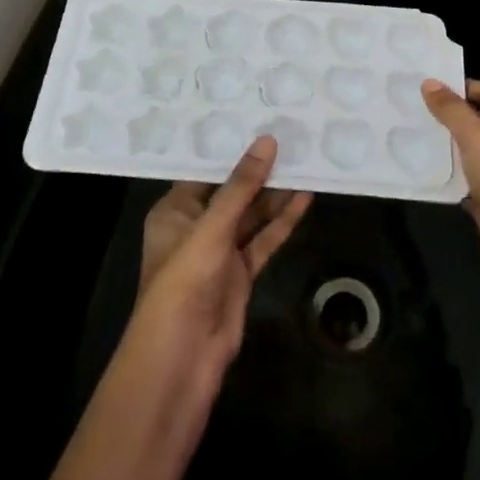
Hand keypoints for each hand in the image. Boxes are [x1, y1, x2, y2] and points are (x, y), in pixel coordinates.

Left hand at [130, 136, 311, 383]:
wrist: (182, 359)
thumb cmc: (184, 282)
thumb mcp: (212, 228)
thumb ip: (241, 187)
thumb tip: (267, 141)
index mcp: (174, 211)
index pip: (204, 171)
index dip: (231, 149)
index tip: (259, 121)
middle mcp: (196, 227)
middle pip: (231, 192)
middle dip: (259, 170)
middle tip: (291, 137)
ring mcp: (220, 253)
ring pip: (251, 216)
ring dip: (275, 194)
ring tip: (305, 161)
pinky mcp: (240, 274)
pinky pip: (263, 240)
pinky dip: (282, 222)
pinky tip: (304, 199)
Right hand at [423, 79, 479, 334]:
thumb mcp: (477, 137)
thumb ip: (452, 110)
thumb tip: (430, 82)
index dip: (461, 86)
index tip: (425, 86)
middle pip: (473, 120)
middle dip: (444, 115)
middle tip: (404, 107)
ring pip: (464, 151)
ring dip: (440, 145)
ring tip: (401, 133)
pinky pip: (461, 180)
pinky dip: (443, 175)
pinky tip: (415, 169)